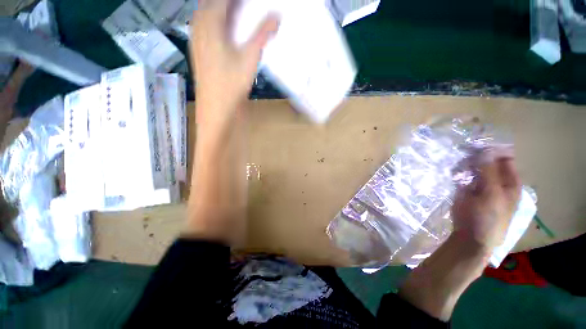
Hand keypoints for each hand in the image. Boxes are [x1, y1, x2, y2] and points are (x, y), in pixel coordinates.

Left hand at [191, 0, 278, 123]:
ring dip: (218, 8)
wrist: (216, 108)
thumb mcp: (250, 58)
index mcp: (211, 23)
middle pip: (210, 2)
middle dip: (227, 2)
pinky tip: (222, 30)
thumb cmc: (232, 83)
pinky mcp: (197, 51)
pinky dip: (212, 20)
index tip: (249, 2)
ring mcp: (196, 39)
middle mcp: (199, 26)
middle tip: (243, 6)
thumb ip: (262, 35)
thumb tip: (277, 16)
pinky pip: (202, 26)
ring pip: (203, 13)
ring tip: (234, 12)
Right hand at [451, 149, 521, 252]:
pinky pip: (461, 174)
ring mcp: (479, 184)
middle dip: (475, 155)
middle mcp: (495, 180)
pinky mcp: (464, 188)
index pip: (504, 158)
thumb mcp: (492, 195)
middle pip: (486, 161)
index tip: (477, 142)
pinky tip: (451, 171)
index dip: (493, 149)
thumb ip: (489, 172)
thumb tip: (485, 149)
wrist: (470, 237)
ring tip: (456, 163)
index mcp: (509, 181)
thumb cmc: (487, 218)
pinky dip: (456, 170)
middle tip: (462, 151)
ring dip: (464, 163)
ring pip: (472, 166)